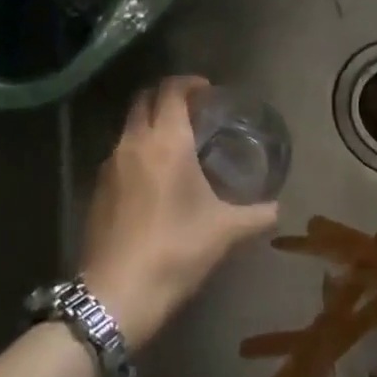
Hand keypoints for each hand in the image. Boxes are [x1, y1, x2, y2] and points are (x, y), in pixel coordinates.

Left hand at [79, 76, 276, 349]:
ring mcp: (110, 164)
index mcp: (167, 141)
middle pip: (144, 99)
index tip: (207, 90)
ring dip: (149, 122)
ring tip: (175, 142)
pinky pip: (119, 153)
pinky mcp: (97, 188)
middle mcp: (134, 142)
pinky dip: (136, 149)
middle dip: (166, 96)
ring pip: (129, 126)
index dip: (189, 83)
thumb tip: (278, 209)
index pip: (171, 91)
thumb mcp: (224, 232)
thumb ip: (256, 215)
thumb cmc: (176, 251)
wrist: (117, 293)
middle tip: (191, 110)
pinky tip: (153, 177)